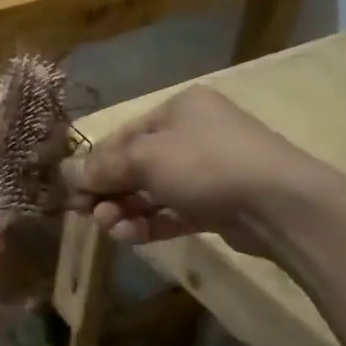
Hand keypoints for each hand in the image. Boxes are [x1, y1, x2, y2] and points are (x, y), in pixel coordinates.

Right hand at [59, 87, 314, 258]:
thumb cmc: (206, 165)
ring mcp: (209, 171)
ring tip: (110, 229)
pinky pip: (174, 211)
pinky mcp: (218, 205)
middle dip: (110, 190)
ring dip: (127, 210)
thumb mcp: (146, 159)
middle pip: (137, 164)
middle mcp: (193, 134)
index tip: (72, 191)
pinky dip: (150, 223)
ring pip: (155, 191)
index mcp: (179, 109)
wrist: (279, 204)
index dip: (95, 163)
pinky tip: (130, 236)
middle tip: (87, 215)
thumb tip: (66, 172)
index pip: (124, 135)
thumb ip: (104, 167)